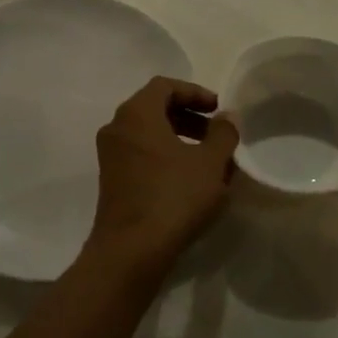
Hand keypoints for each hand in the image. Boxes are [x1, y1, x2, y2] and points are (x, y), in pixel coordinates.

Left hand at [86, 76, 239, 279]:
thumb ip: (223, 134)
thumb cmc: (173, 197)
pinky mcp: (111, 180)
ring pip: (147, 133)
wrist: (130, 251)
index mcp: (136, 113)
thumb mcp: (210, 164)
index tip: (218, 109)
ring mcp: (110, 155)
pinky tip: (188, 179)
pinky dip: (164, 155)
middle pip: (154, 108)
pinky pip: (140, 154)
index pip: (165, 86)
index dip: (194, 92)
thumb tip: (227, 116)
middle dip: (188, 116)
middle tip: (215, 133)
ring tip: (207, 158)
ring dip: (178, 137)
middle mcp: (117, 127)